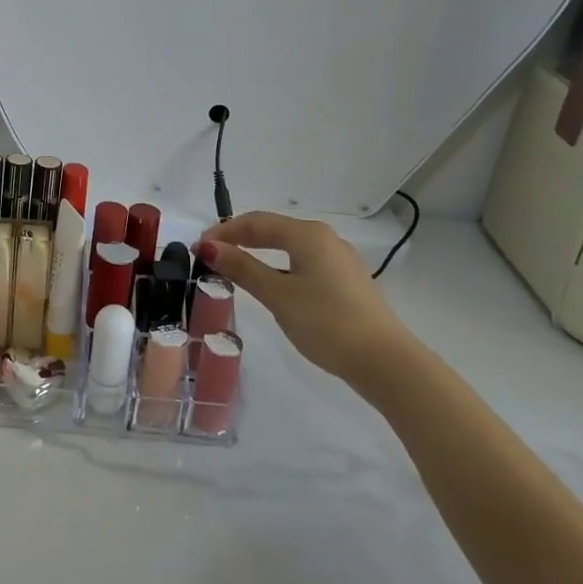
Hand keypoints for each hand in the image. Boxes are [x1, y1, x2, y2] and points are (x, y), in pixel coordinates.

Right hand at [196, 212, 409, 384]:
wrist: (384, 361)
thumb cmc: (326, 322)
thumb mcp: (277, 295)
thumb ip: (242, 268)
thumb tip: (208, 247)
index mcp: (307, 234)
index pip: (256, 222)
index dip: (224, 232)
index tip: (197, 247)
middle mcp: (325, 239)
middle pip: (273, 229)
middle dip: (240, 239)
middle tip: (211, 255)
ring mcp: (339, 260)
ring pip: (289, 246)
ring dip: (259, 253)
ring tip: (235, 268)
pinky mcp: (346, 282)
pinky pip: (303, 262)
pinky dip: (279, 266)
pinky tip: (271, 284)